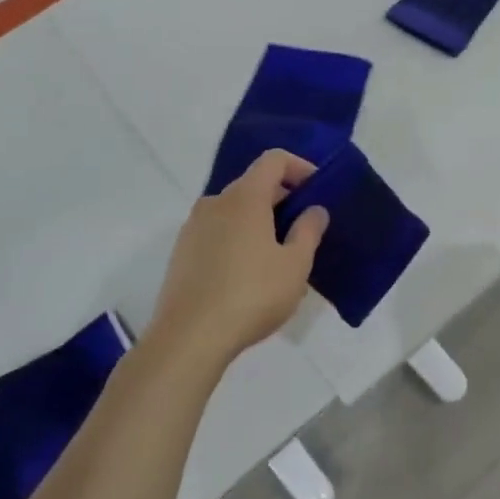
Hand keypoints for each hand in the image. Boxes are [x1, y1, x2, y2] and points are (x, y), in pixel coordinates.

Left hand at [149, 151, 329, 366]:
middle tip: (304, 230)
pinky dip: (239, 239)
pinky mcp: (182, 253)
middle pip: (253, 185)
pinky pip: (218, 232)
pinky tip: (250, 275)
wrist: (188, 338)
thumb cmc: (251, 295)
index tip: (317, 191)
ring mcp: (193, 228)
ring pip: (234, 211)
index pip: (273, 160)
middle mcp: (214, 203)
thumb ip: (309, 231)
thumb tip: (314, 210)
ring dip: (260, 222)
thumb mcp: (295, 265)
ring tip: (279, 257)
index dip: (299, 167)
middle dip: (283, 199)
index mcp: (244, 198)